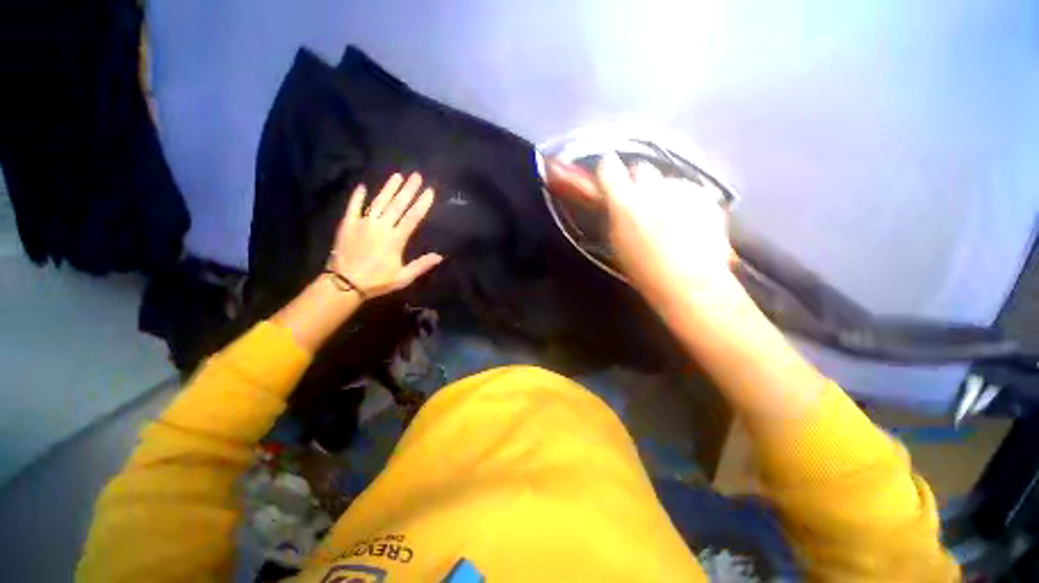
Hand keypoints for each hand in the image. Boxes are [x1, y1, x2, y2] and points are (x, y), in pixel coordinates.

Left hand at [327, 173, 442, 298]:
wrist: (344, 284)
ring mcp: (363, 223)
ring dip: (388, 188)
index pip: (412, 217)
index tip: (430, 191)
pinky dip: (357, 197)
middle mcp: (381, 227)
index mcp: (395, 239)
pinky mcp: (347, 224)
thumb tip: (440, 256)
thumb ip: (421, 265)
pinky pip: (353, 207)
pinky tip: (362, 186)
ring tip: (397, 175)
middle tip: (416, 176)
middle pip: (397, 205)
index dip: (422, 203)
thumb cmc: (377, 281)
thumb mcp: (403, 277)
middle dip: (408, 190)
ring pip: (379, 202)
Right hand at [547, 155, 732, 305]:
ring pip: (668, 181)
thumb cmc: (644, 270)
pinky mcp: (706, 197)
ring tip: (671, 220)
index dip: (607, 168)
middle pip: (642, 169)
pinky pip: (690, 192)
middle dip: (639, 182)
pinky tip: (690, 224)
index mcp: (625, 203)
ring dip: (665, 194)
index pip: (609, 168)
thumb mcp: (617, 243)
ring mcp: (683, 191)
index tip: (608, 173)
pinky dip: (687, 202)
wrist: (689, 282)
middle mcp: (654, 189)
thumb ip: (614, 215)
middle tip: (641, 202)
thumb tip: (614, 201)